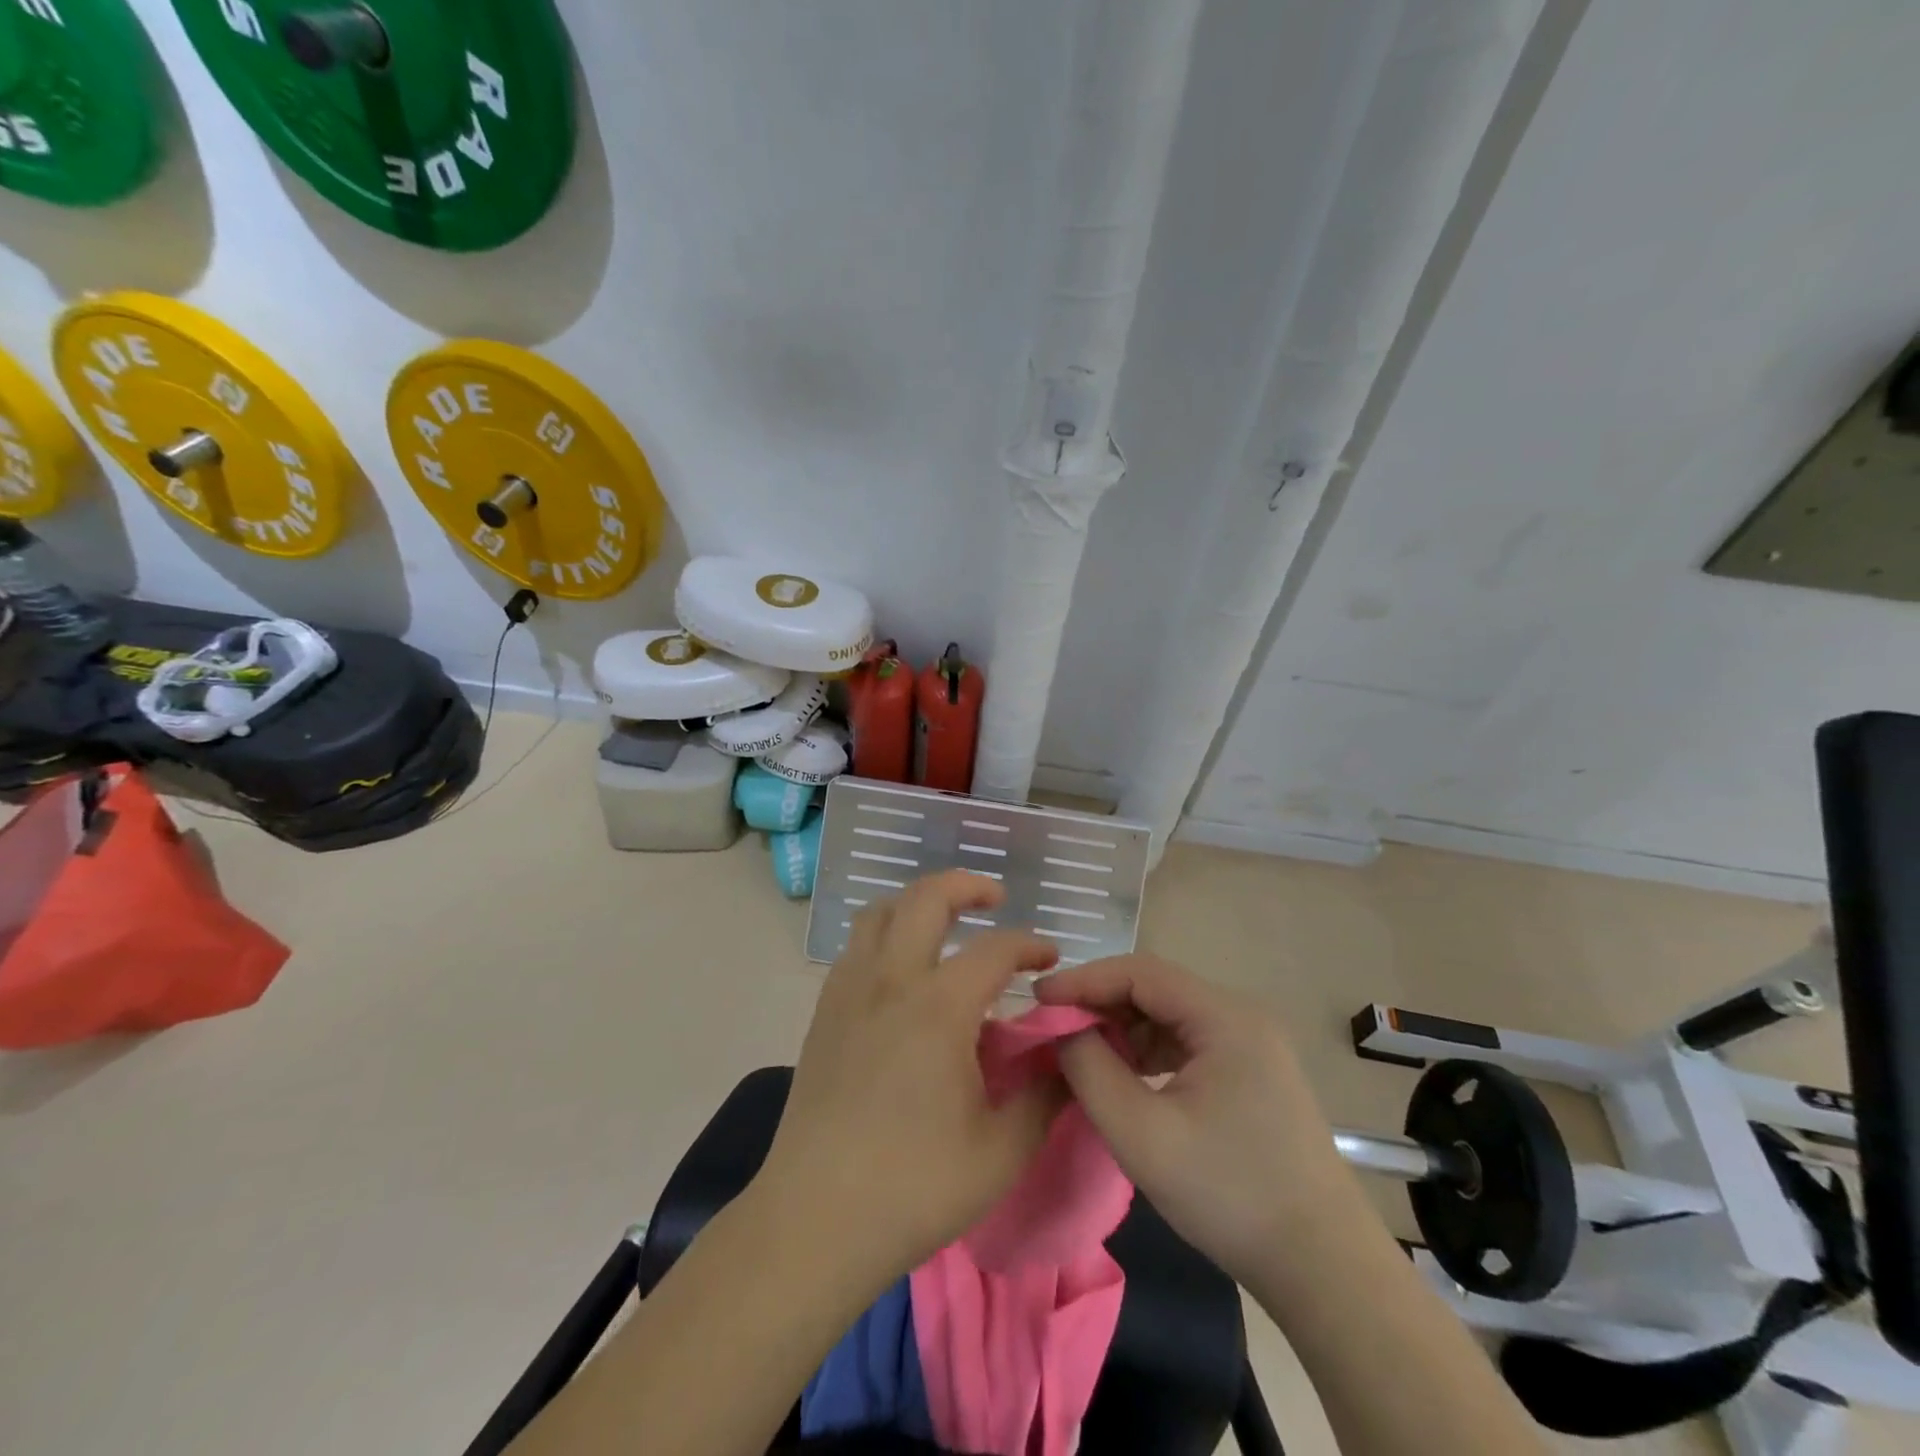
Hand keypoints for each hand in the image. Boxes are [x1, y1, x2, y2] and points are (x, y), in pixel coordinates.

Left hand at [755, 871, 1067, 1288]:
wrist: (815, 1218)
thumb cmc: (914, 1186)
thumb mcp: (1002, 1150)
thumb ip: (1045, 1095)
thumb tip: (1072, 1055)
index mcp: (939, 1007)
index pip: (995, 949)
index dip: (1030, 945)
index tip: (1050, 959)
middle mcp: (891, 980)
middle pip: (926, 898)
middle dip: (966, 885)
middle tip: (995, 898)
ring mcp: (850, 991)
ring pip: (881, 912)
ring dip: (918, 902)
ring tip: (946, 921)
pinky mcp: (824, 1012)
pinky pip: (857, 946)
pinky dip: (886, 932)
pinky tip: (902, 968)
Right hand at [1035, 955, 1358, 1287]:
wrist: (1322, 1268)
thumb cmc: (1230, 1195)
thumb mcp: (1142, 1134)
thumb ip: (1091, 1070)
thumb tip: (1063, 1030)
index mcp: (1225, 1018)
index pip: (1140, 972)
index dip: (1084, 980)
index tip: (1038, 1000)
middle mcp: (1241, 1017)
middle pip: (1156, 989)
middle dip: (1101, 1004)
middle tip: (1054, 1029)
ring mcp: (1251, 1045)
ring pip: (1169, 1016)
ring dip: (1122, 1029)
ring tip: (1082, 1054)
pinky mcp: (1251, 1074)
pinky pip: (1186, 1043)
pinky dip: (1148, 1052)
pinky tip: (1125, 1077)